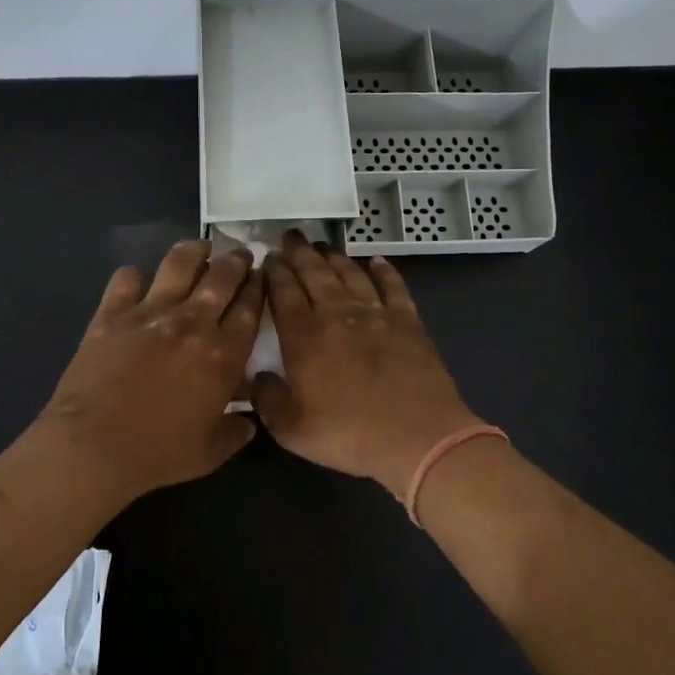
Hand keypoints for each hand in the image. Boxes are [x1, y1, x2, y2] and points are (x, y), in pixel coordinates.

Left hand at [34, 240, 263, 499]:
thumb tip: (249, 421)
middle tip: (240, 255)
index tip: (261, 277)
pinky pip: (126, 278)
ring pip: (180, 263)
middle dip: (237, 260)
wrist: (93, 446)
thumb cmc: (156, 454)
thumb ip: (235, 433)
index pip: (250, 308)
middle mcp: (192, 323)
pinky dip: (133, 276)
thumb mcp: (208, 453)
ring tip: (200, 249)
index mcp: (223, 356)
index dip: (259, 287)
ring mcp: (150, 312)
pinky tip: (136, 281)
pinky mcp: (112, 313)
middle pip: (222, 276)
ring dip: (195, 251)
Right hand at [252, 232, 478, 498]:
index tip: (267, 258)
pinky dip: (384, 271)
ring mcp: (375, 314)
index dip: (273, 272)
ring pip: (350, 273)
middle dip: (299, 253)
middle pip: (314, 273)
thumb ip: (266, 399)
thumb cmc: (348, 434)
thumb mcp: (290, 429)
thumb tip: (257, 376)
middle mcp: (337, 314)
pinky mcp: (407, 321)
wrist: (416, 436)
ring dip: (334, 257)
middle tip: (290, 238)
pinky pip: (393, 286)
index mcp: (304, 336)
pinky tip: (376, 261)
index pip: (282, 292)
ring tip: (322, 246)